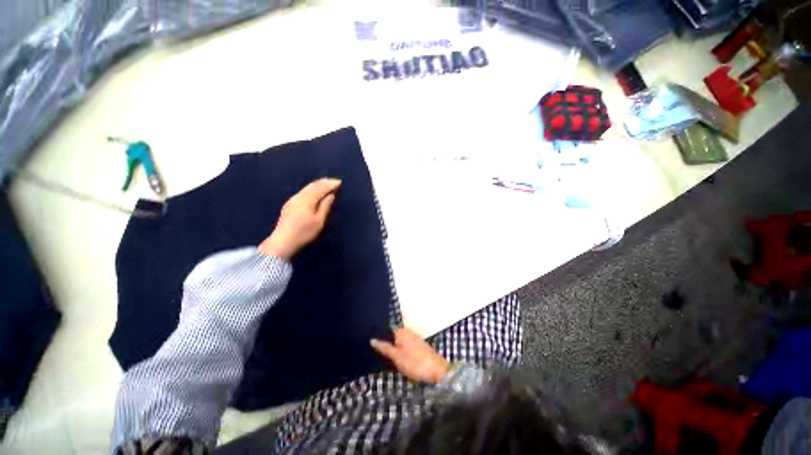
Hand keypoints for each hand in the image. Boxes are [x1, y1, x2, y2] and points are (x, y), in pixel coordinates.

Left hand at [258, 178, 340, 259]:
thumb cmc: (304, 232)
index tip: (340, 182)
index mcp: (307, 200)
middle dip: (324, 182)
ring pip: (307, 188)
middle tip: (334, 181)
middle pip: (313, 185)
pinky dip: (311, 189)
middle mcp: (299, 197)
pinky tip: (314, 191)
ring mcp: (292, 200)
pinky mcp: (289, 204)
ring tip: (326, 184)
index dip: (331, 184)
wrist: (283, 241)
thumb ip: (325, 206)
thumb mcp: (319, 221)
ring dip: (317, 184)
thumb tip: (331, 195)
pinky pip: (303, 191)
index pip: (321, 188)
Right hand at [371, 328, 450, 383]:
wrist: (437, 370)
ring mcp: (415, 339)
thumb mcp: (396, 357)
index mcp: (402, 332)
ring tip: (384, 358)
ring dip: (393, 348)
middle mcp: (408, 332)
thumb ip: (384, 348)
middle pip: (393, 336)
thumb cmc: (415, 363)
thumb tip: (372, 339)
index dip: (379, 337)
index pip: (387, 330)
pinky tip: (397, 359)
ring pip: (400, 342)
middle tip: (376, 353)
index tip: (370, 344)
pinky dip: (401, 351)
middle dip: (386, 343)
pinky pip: (406, 346)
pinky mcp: (420, 346)